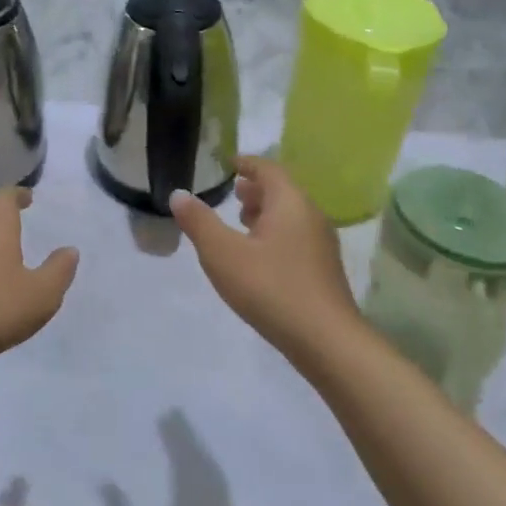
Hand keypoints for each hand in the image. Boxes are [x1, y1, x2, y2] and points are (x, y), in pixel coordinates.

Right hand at [170, 157, 358, 361]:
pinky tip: (259, 258)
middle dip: (256, 189)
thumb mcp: (223, 254)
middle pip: (282, 191)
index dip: (247, 163)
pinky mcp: (323, 270)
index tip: (229, 163)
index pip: (268, 169)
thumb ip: (199, 222)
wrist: (326, 341)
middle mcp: (311, 215)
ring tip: (241, 223)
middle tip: (232, 193)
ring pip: (290, 216)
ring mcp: (321, 244)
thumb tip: (179, 194)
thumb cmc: (271, 288)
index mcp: (290, 202)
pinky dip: (275, 234)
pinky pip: (296, 237)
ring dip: (266, 213)